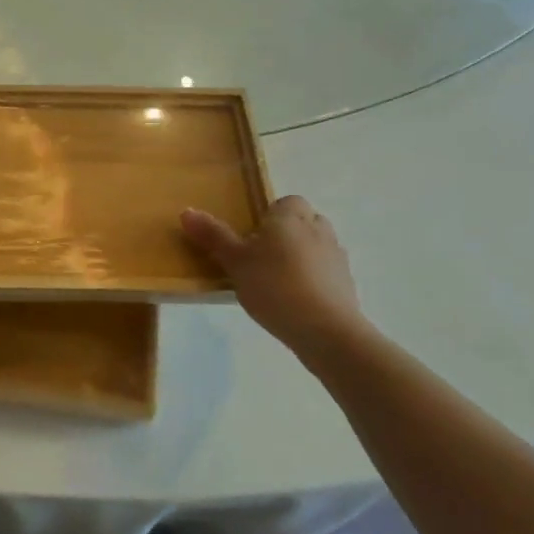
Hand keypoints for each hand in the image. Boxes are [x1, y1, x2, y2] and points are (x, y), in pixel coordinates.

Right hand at [181, 196, 371, 361]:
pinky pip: (325, 274)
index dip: (270, 216)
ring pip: (315, 248)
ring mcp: (337, 258)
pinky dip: (313, 282)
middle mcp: (319, 229)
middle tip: (260, 259)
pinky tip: (294, 304)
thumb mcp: (234, 261)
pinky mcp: (347, 285)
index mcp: (291, 216)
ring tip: (275, 284)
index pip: (286, 202)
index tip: (252, 238)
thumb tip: (186, 211)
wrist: (326, 330)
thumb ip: (213, 236)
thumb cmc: (274, 286)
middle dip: (285, 236)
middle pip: (302, 223)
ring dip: (300, 259)